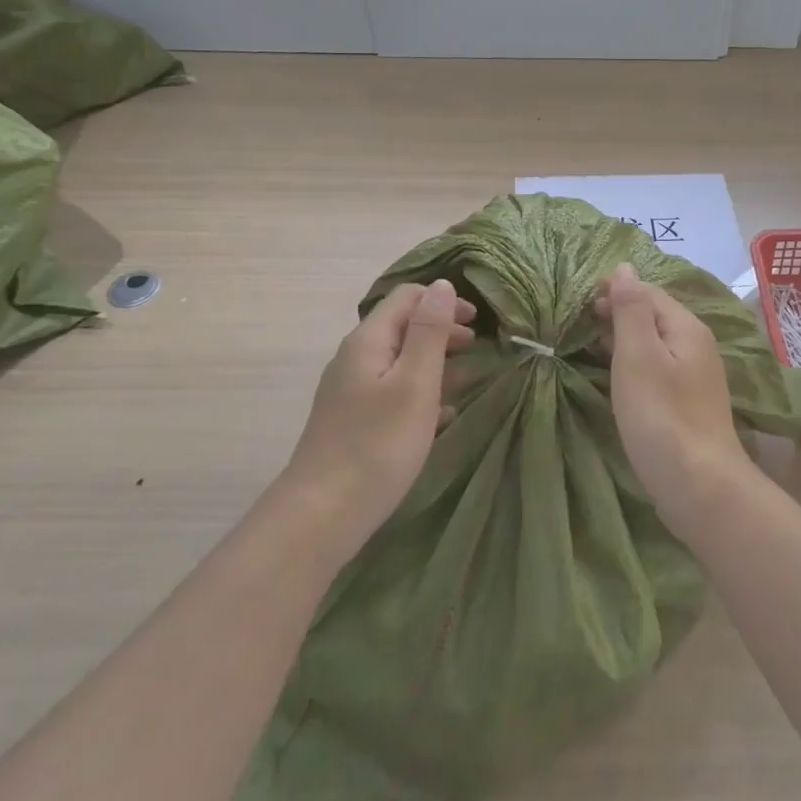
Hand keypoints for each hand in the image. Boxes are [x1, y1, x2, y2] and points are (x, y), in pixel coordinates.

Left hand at [282, 279, 475, 558]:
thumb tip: (442, 285)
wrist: (322, 514)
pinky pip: (394, 391)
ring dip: (436, 362)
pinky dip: (422, 392)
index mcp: (368, 341)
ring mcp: (351, 391)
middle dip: (442, 331)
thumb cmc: (378, 444)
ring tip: (470, 379)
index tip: (477, 322)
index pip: (407, 297)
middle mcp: (355, 358)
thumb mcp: (415, 383)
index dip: (443, 301)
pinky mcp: (354, 420)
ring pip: (400, 361)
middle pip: (403, 327)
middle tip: (478, 349)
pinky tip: (444, 414)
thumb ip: (430, 332)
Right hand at [595, 263, 744, 528]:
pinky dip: (634, 363)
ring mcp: (695, 376)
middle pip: (653, 315)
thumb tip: (625, 267)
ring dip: (624, 338)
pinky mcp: (687, 403)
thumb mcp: (638, 356)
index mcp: (686, 327)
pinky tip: (617, 376)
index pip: (648, 292)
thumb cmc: (661, 416)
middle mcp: (696, 345)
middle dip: (618, 312)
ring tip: (591, 345)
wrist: (699, 485)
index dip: (615, 289)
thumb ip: (631, 310)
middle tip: (580, 324)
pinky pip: (658, 368)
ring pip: (655, 343)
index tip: (580, 301)